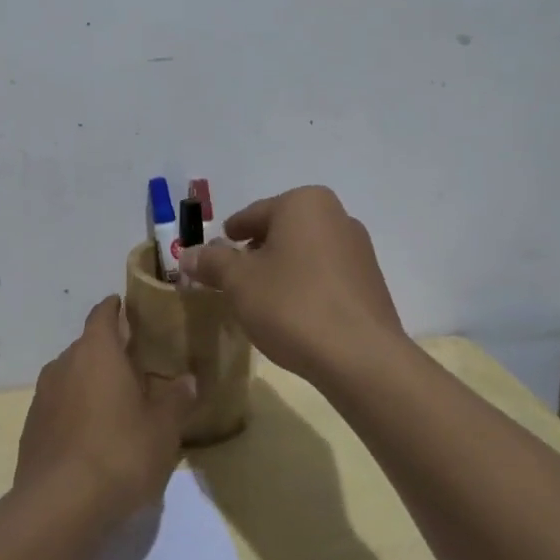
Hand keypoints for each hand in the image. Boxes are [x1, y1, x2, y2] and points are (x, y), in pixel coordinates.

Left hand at [14, 295, 195, 528]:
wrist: (59, 507)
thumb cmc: (119, 453)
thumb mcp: (162, 428)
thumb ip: (176, 399)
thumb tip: (188, 380)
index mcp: (96, 351)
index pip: (103, 314)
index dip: (115, 308)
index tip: (126, 307)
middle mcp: (64, 364)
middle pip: (87, 346)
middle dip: (108, 352)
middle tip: (135, 365)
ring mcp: (42, 397)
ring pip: (71, 377)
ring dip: (90, 383)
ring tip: (116, 403)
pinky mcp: (31, 429)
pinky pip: (59, 407)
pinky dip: (75, 412)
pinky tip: (92, 437)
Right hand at [179, 185, 403, 383]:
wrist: (360, 357)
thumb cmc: (292, 304)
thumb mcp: (239, 282)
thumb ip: (212, 262)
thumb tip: (188, 253)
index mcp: (304, 203)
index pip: (253, 214)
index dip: (230, 235)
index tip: (215, 253)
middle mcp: (336, 215)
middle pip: (282, 230)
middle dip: (256, 252)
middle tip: (233, 278)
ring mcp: (359, 249)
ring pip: (305, 253)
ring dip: (282, 269)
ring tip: (261, 299)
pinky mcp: (371, 282)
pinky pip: (326, 275)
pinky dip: (305, 286)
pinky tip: (293, 313)